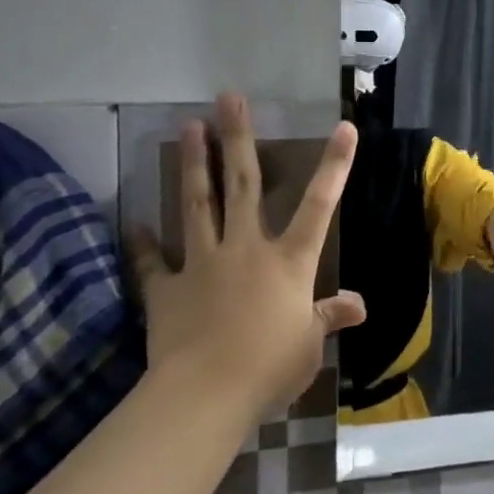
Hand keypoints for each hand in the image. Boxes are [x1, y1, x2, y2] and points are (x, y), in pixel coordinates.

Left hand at [128, 95, 363, 416]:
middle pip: (243, 184)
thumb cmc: (271, 367)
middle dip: (237, 138)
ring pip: (198, 204)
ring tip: (187, 127)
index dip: (335, 165)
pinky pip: (153, 262)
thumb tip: (359, 305)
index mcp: (289, 261)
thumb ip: (329, 317)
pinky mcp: (167, 288)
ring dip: (193, 164)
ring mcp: (203, 263)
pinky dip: (143, 243)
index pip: (320, 204)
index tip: (344, 127)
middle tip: (229, 98)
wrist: (206, 394)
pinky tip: (134, 223)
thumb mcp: (309, 344)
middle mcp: (246, 249)